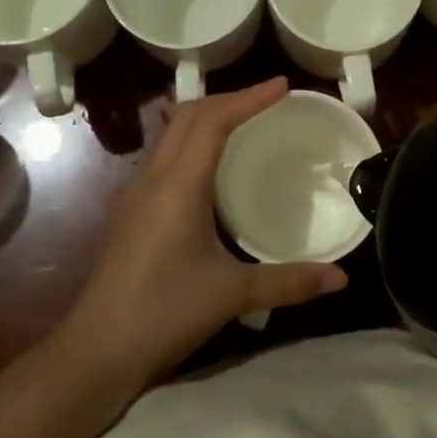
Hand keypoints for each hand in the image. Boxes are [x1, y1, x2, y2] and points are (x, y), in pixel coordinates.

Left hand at [62, 78, 346, 385]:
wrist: (95, 352)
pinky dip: (193, 143)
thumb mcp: (233, 295)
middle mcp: (154, 179)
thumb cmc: (164, 314)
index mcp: (179, 186)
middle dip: (229, 99)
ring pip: (172, 134)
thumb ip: (289, 282)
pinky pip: (164, 158)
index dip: (249, 97)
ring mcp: (135, 194)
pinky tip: (211, 168)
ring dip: (207, 118)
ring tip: (244, 122)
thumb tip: (340, 278)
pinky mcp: (129, 213)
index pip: (213, 122)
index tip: (282, 85)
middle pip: (188, 116)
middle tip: (267, 99)